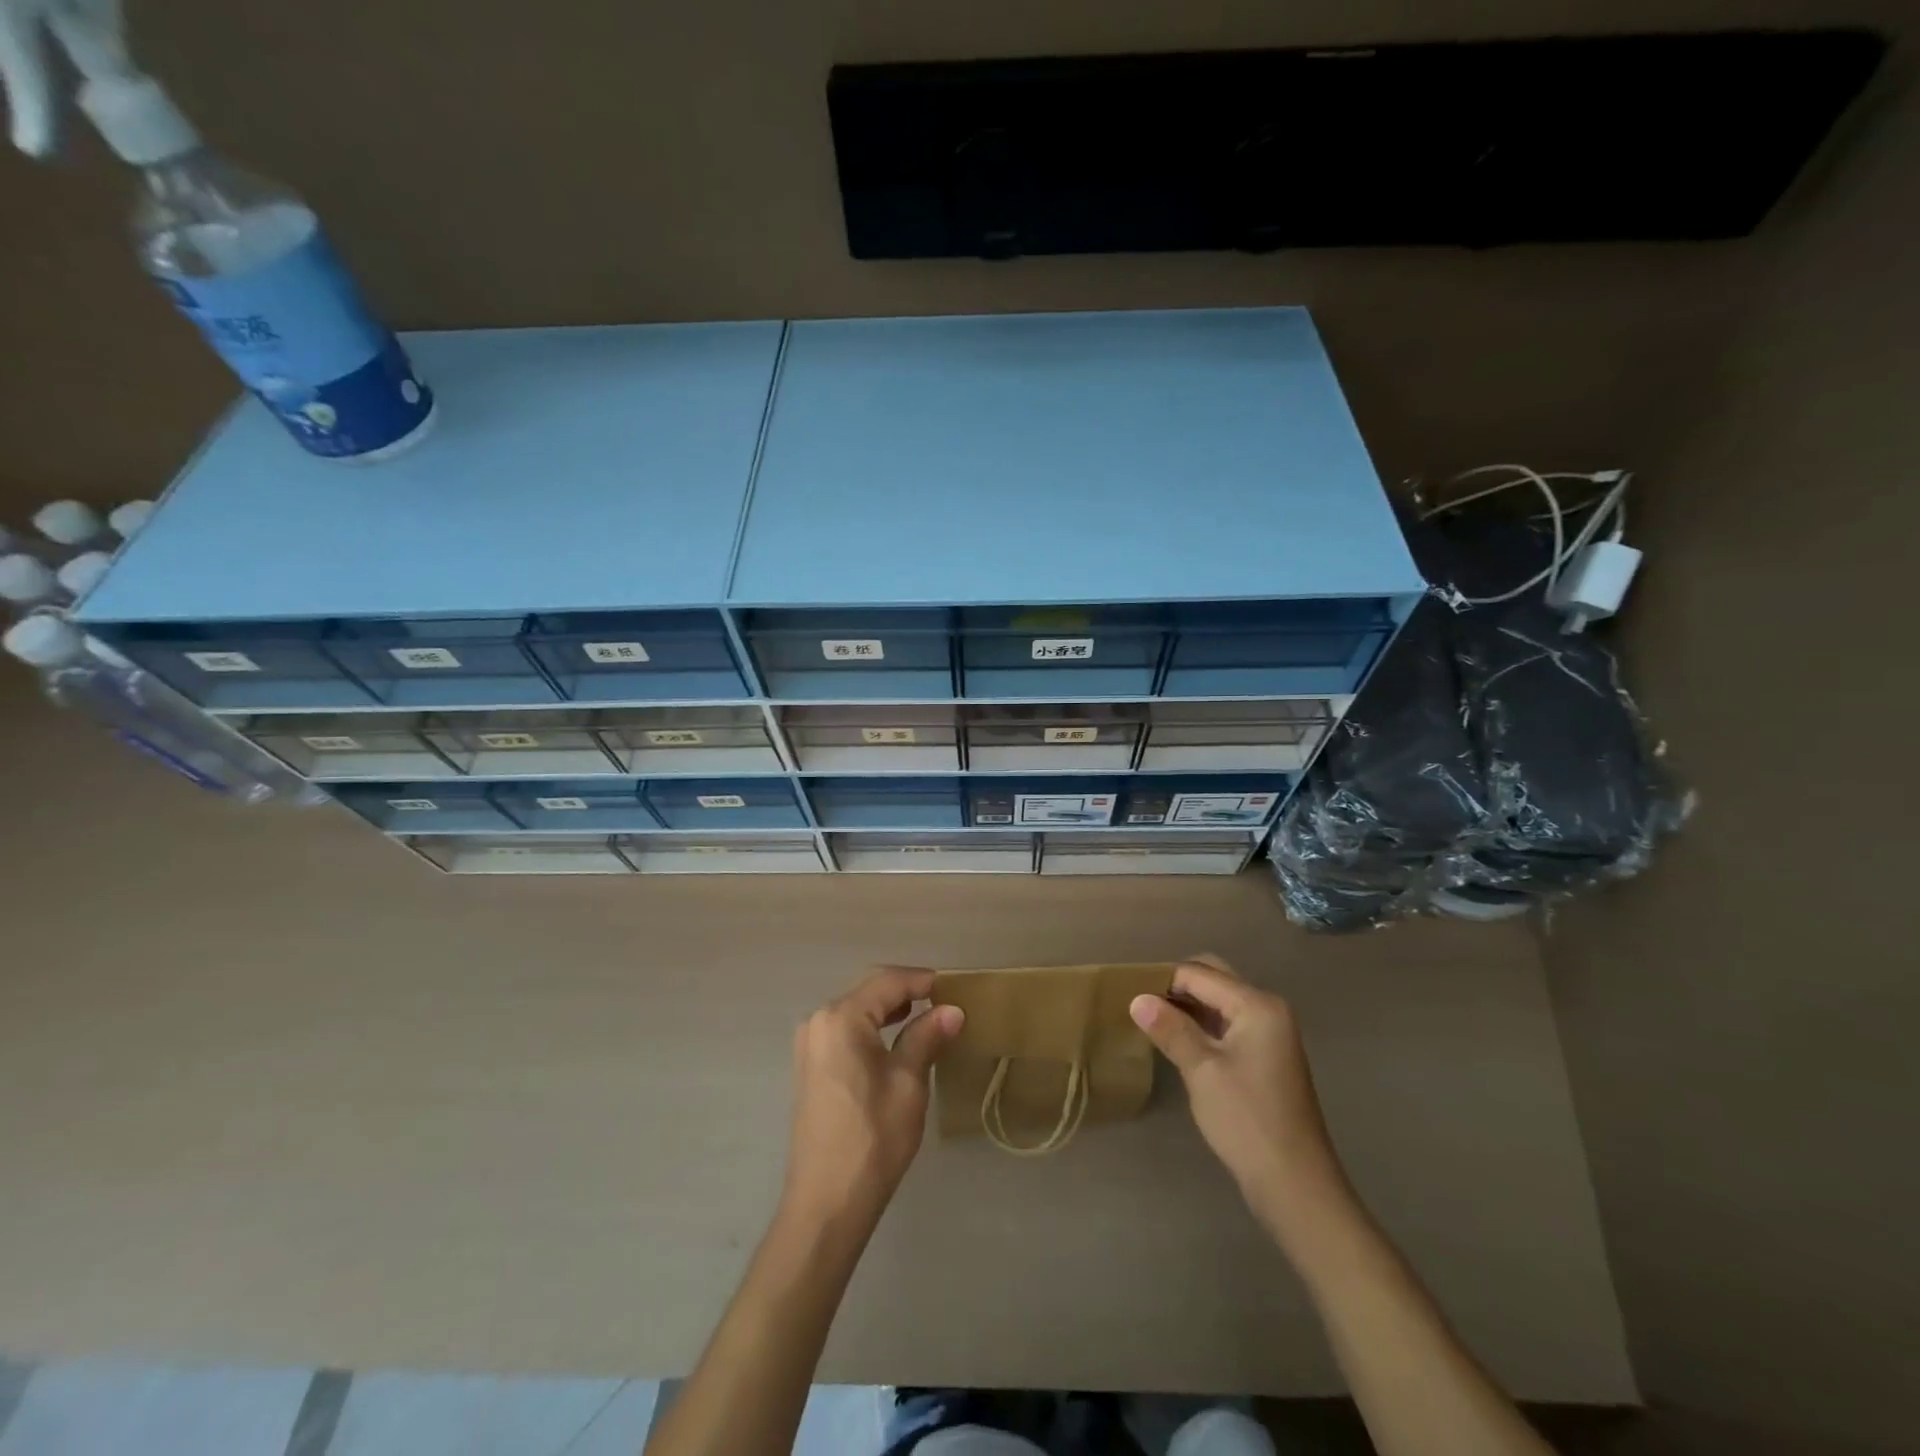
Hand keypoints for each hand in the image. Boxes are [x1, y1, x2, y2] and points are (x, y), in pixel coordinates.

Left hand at [781, 967, 963, 1228]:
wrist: (826, 1203)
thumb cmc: (873, 1138)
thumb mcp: (909, 1083)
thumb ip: (926, 1037)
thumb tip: (952, 1010)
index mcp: (841, 1018)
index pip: (887, 981)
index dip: (922, 979)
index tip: (953, 986)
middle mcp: (819, 1021)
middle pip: (868, 991)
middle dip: (906, 991)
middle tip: (944, 1001)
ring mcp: (810, 1044)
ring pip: (856, 1010)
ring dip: (889, 1009)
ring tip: (926, 1017)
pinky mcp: (810, 1066)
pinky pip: (845, 1030)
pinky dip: (872, 1027)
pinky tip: (895, 1039)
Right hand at [1130, 955, 1351, 1240]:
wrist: (1295, 1185)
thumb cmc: (1247, 1121)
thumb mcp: (1202, 1071)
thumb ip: (1170, 1029)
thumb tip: (1137, 998)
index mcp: (1257, 1005)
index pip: (1200, 974)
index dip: (1162, 979)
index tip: (1128, 992)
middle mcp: (1267, 1009)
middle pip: (1213, 980)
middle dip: (1176, 987)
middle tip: (1139, 1004)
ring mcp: (1269, 1033)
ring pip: (1219, 1002)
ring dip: (1187, 1007)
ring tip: (1149, 1019)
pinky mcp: (1264, 1056)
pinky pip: (1226, 1024)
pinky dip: (1201, 1025)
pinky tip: (1176, 1039)